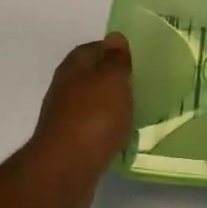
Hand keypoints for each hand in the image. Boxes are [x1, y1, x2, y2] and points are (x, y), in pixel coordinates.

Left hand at [19, 34, 133, 207]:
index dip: (115, 51)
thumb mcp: (112, 80)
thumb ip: (116, 59)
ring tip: (136, 111)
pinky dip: (106, 129)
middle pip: (92, 76)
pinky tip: (121, 137)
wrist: (65, 170)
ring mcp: (64, 117)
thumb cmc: (93, 117)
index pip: (95, 48)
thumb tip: (115, 37)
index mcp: (74, 67)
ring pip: (92, 103)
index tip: (137, 59)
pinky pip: (92, 128)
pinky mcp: (69, 144)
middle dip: (113, 79)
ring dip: (110, 105)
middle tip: (141, 85)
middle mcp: (65, 88)